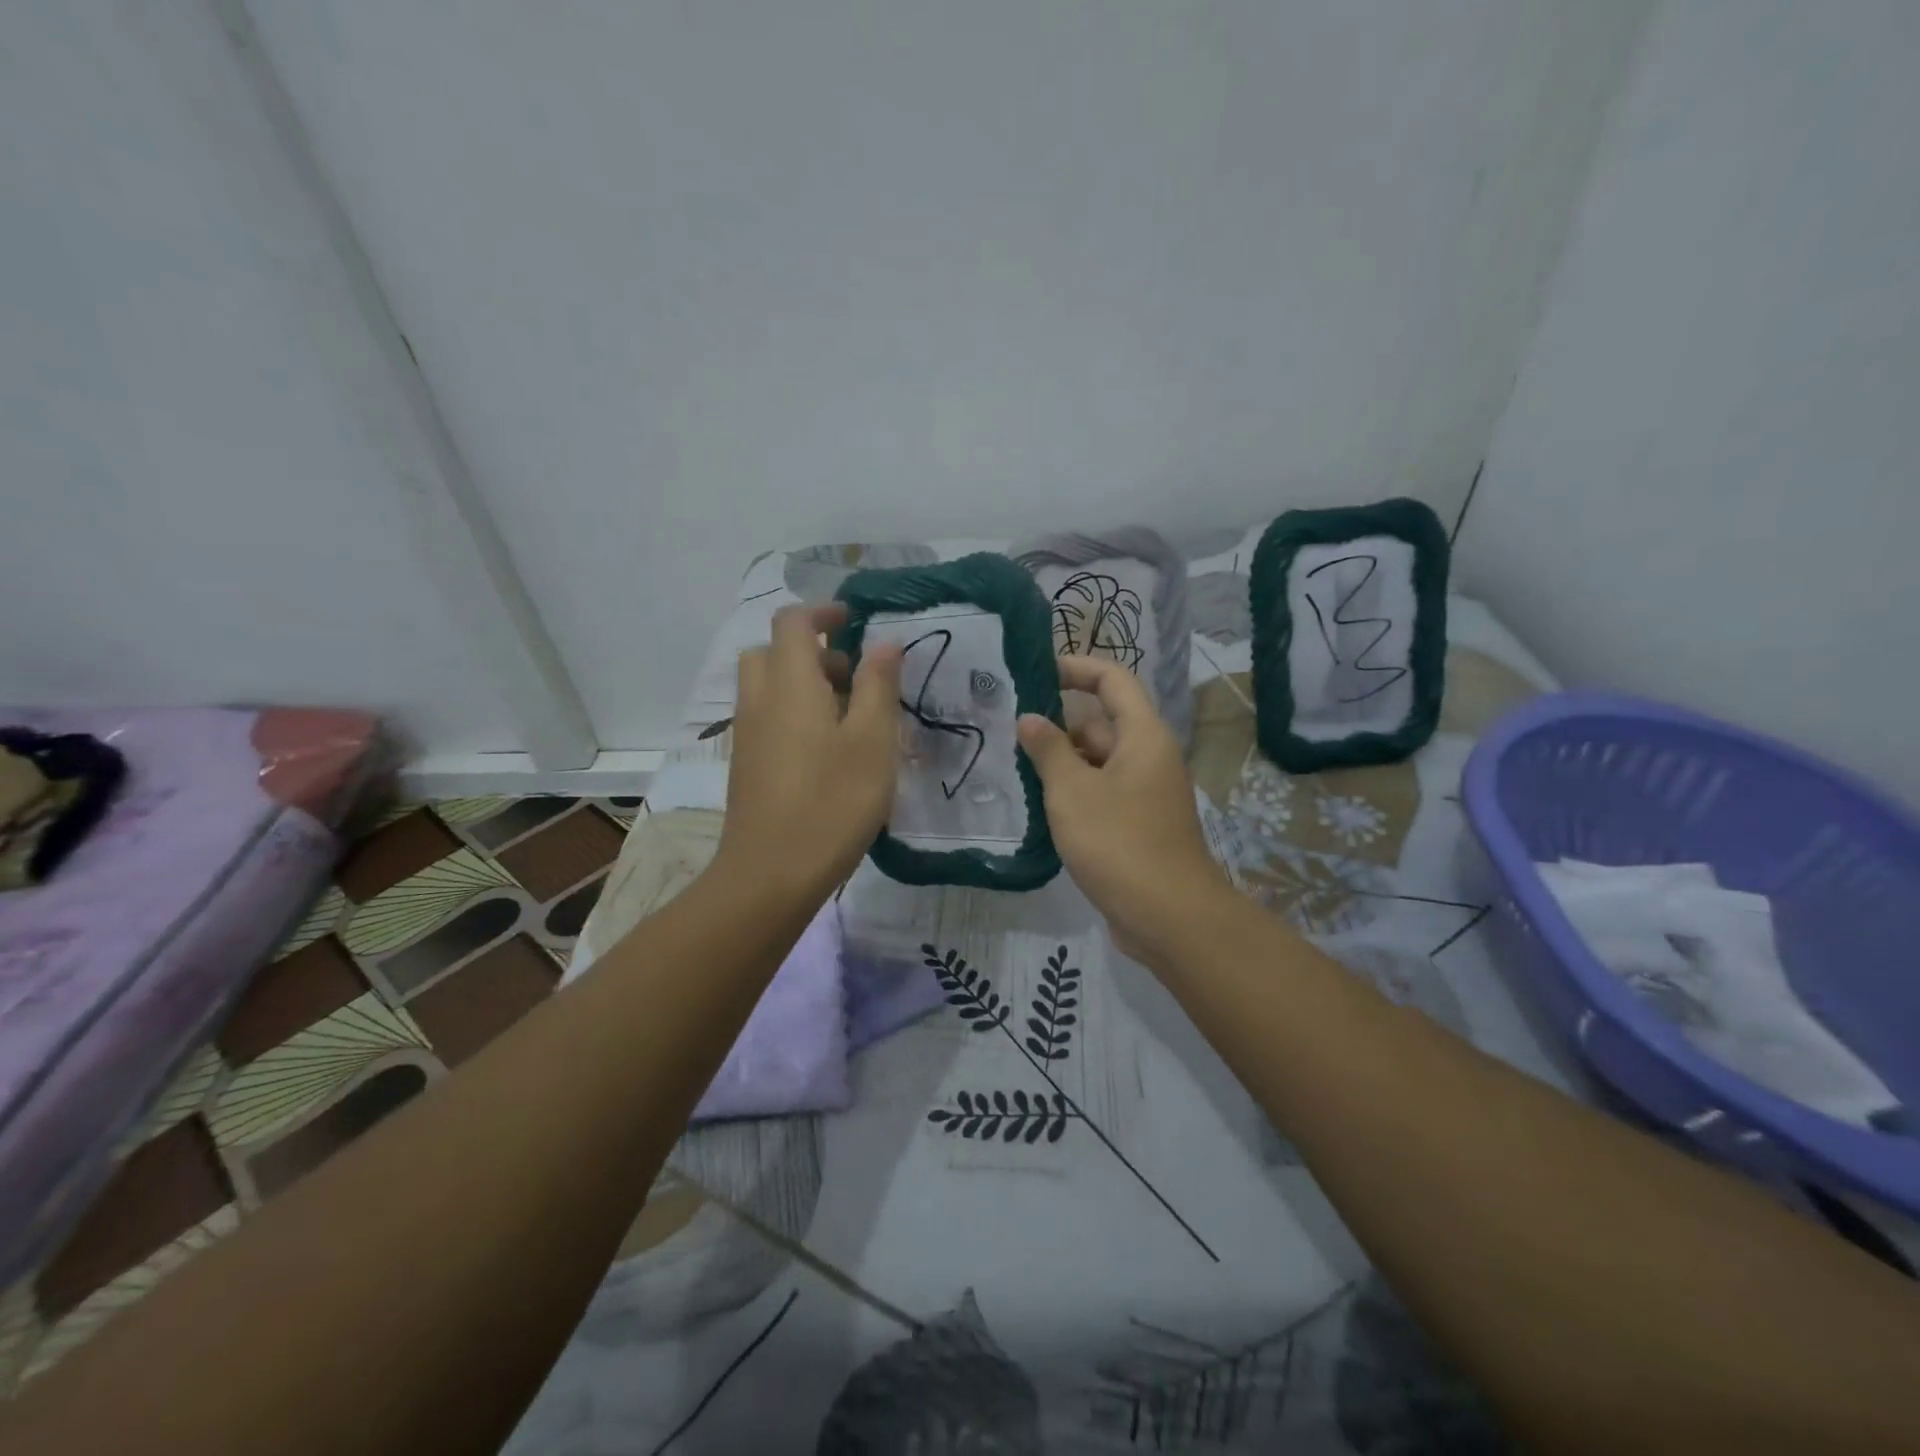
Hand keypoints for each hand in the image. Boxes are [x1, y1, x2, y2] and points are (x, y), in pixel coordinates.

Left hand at [718, 604, 902, 901]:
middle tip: (853, 678)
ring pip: (769, 687)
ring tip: (849, 719)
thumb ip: (877, 686)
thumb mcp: (872, 741)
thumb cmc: (832, 802)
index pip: (792, 622)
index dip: (823, 612)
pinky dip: (794, 714)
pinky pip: (768, 718)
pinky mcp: (747, 765)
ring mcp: (747, 735)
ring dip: (804, 685)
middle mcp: (759, 701)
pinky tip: (829, 753)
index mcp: (789, 684)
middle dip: (812, 652)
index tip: (855, 623)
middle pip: (772, 652)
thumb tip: (883, 643)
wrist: (771, 874)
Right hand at [1018, 656, 1234, 961]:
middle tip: (1009, 731)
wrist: (1167, 917)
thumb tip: (1031, 719)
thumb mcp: (1073, 791)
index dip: (1077, 668)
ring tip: (1015, 767)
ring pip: (1098, 763)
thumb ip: (1048, 749)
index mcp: (1143, 736)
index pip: (1113, 681)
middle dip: (1058, 725)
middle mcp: (1149, 758)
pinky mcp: (1137, 826)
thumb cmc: (1118, 842)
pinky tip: (1039, 807)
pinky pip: (1101, 794)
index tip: (1036, 671)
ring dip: (1061, 763)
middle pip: (1101, 723)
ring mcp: (1144, 794)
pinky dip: (1073, 793)